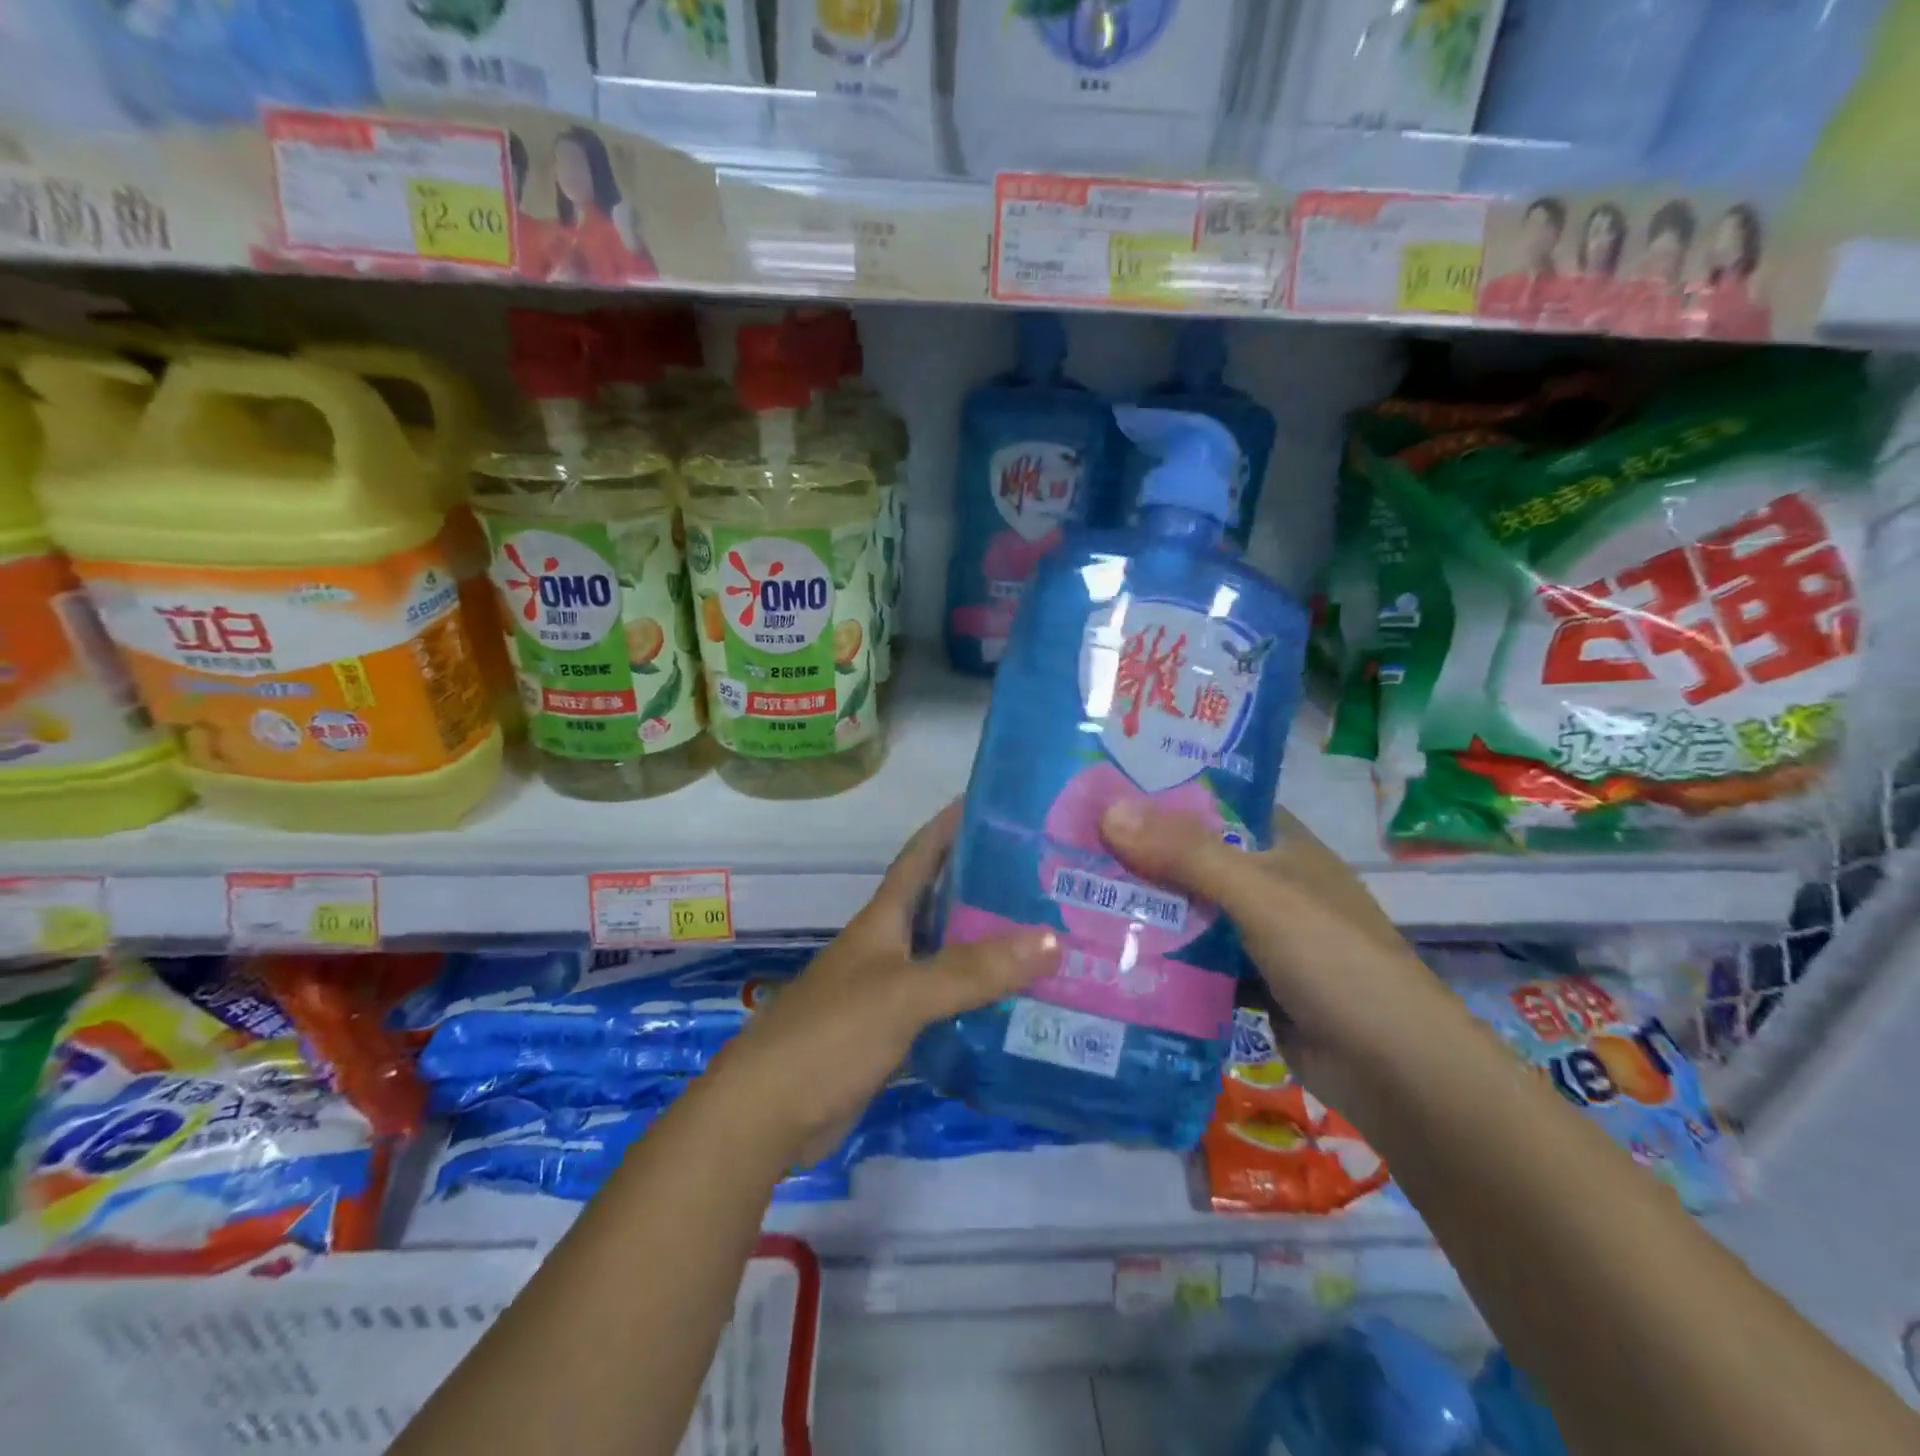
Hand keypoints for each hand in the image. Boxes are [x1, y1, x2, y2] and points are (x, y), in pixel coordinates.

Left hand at [721, 803, 1059, 1159]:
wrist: (767, 1114)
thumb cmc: (830, 1034)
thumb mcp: (903, 993)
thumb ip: (973, 969)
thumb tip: (1052, 938)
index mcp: (882, 920)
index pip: (919, 856)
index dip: (949, 826)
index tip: (990, 801)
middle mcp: (886, 947)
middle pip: (940, 903)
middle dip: (983, 885)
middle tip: (1043, 875)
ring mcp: (888, 991)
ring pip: (946, 955)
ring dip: (986, 945)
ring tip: (1046, 935)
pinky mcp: (892, 1033)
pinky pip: (945, 1003)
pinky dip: (977, 998)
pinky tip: (1015, 1002)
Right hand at [1100, 803, 1471, 1119]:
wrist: (1397, 1072)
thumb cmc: (1333, 960)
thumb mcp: (1259, 895)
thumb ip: (1185, 854)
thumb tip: (1107, 811)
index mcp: (1281, 844)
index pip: (1212, 803)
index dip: (1159, 795)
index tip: (1098, 793)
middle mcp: (1269, 882)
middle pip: (1192, 859)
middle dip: (1138, 857)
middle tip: (1068, 849)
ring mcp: (1261, 935)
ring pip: (1190, 912)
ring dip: (1146, 910)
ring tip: (1073, 897)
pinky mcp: (1251, 982)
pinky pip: (1196, 960)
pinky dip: (1163, 958)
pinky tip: (1112, 956)